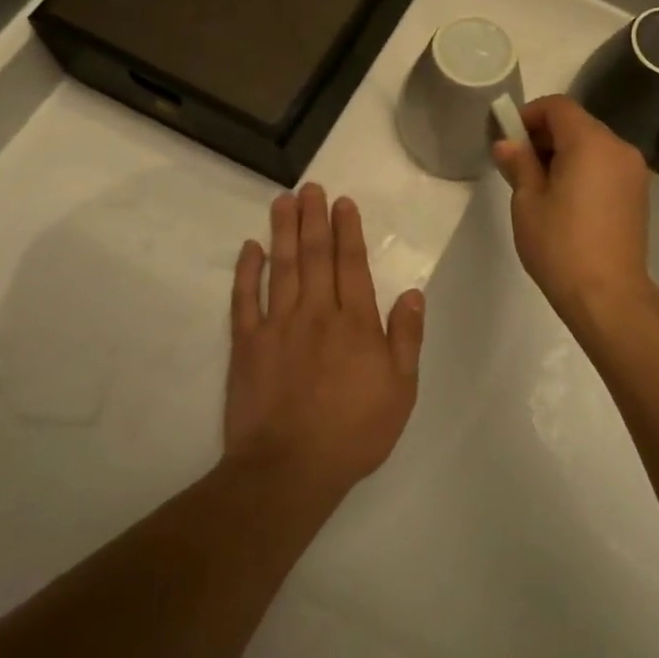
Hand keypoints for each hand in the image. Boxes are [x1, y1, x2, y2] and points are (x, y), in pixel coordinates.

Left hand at [225, 184, 425, 496]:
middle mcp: (316, 314)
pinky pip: (245, 299)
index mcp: (355, 324)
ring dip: (284, 231)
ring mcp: (277, 326)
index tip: (343, 203)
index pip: (352, 265)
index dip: (348, 231)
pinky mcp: (246, 345)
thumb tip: (413, 293)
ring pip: (282, 267)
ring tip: (283, 201)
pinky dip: (247, 271)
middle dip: (314, 218)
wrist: (288, 470)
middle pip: (316, 256)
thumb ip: (406, 338)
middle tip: (311, 187)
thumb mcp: (400, 391)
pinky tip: (250, 248)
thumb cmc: (353, 432)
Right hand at [491, 96, 657, 326]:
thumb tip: (507, 143)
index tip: (508, 138)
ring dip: (564, 152)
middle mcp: (618, 147)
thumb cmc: (561, 245)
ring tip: (540, 185)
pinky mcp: (638, 193)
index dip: (529, 114)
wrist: (609, 295)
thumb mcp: (527, 202)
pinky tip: (566, 198)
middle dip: (545, 134)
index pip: (558, 106)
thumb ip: (518, 164)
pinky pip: (606, 164)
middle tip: (518, 163)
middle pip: (577, 123)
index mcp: (590, 142)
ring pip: (593, 144)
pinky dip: (584, 168)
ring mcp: (633, 170)